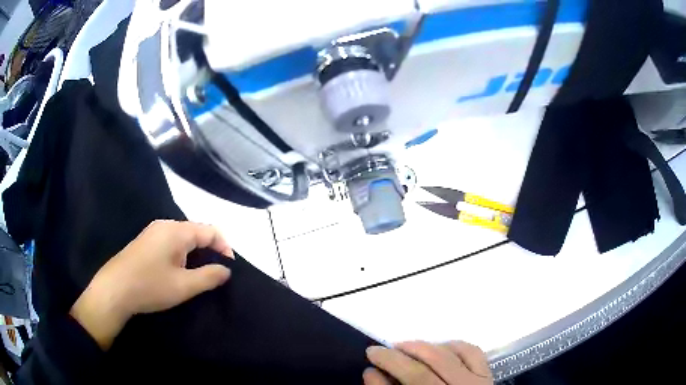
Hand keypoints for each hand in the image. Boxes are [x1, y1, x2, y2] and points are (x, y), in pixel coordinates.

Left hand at [70, 220, 233, 349]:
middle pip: (196, 232)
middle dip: (210, 250)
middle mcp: (165, 225)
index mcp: (176, 231)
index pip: (210, 231)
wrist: (115, 290)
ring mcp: (153, 232)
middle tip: (215, 274)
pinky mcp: (145, 242)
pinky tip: (178, 271)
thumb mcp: (184, 286)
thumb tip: (226, 270)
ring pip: (183, 238)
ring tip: (199, 275)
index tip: (229, 268)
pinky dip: (182, 254)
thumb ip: (209, 276)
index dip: (224, 247)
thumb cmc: (150, 286)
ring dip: (195, 253)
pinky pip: (170, 243)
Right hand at [364, 341, 492, 384]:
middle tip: (378, 350)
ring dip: (422, 347)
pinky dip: (453, 345)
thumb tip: (371, 373)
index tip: (369, 361)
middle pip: (424, 370)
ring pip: (447, 356)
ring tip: (404, 346)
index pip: (412, 380)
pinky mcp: (487, 374)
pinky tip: (439, 347)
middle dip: (397, 357)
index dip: (389, 367)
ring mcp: (477, 382)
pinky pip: (472, 351)